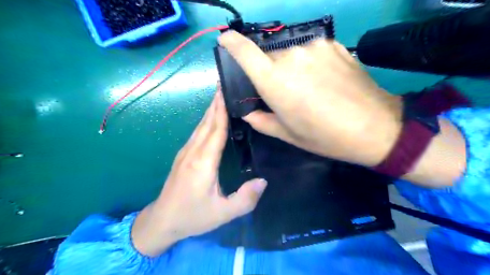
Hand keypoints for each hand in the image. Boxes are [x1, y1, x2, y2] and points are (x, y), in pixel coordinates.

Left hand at [133, 89, 265, 257]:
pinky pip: (197, 133)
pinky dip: (206, 121)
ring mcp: (185, 152)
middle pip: (207, 122)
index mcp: (203, 162)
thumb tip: (263, 181)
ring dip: (210, 109)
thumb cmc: (193, 216)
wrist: (162, 221)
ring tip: (221, 96)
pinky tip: (212, 118)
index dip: (222, 109)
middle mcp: (193, 152)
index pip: (215, 129)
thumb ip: (245, 199)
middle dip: (216, 102)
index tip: (227, 90)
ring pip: (200, 126)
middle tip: (226, 84)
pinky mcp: (183, 156)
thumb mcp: (223, 213)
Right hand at [218, 31, 401, 165]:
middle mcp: (291, 56)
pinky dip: (309, 63)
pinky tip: (324, 80)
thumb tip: (247, 112)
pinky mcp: (333, 45)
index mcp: (274, 81)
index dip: (231, 42)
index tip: (225, 41)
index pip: (244, 51)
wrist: (374, 127)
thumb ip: (261, 121)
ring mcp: (314, 47)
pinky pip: (310, 51)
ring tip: (308, 88)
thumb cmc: (324, 136)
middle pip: (268, 56)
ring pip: (290, 53)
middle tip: (282, 91)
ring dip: (290, 68)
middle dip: (269, 71)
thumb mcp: (287, 134)